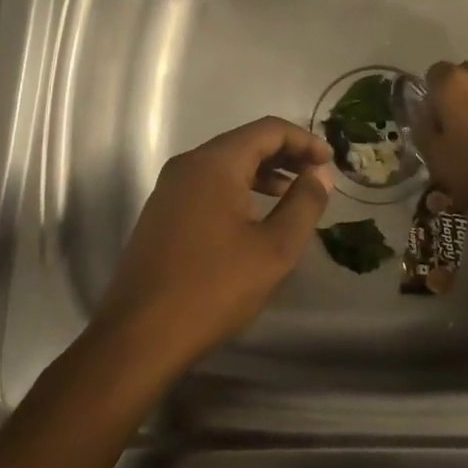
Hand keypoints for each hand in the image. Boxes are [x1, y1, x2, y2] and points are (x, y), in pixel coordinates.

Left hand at [93, 117, 334, 373]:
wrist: (138, 337)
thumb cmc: (213, 289)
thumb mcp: (274, 249)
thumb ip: (303, 204)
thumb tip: (320, 174)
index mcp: (214, 163)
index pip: (268, 130)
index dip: (304, 141)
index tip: (330, 163)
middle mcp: (188, 165)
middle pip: (245, 142)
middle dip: (285, 155)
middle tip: (316, 177)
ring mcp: (169, 189)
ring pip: (225, 164)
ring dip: (262, 173)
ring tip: (291, 196)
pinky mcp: (161, 213)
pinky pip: (208, 185)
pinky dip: (238, 189)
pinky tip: (254, 218)